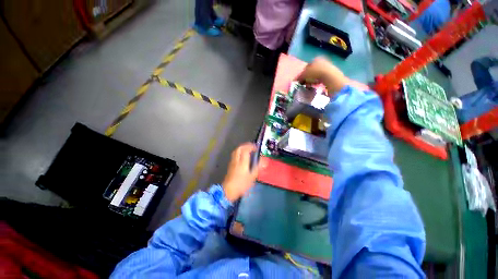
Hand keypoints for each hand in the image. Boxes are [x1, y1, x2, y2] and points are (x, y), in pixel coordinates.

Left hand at [222, 143, 259, 201]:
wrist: (228, 191)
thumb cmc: (241, 184)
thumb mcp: (252, 177)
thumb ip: (258, 167)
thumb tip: (265, 160)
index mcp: (242, 162)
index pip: (246, 150)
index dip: (251, 147)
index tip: (256, 147)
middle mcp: (236, 160)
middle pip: (239, 148)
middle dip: (246, 145)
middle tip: (252, 147)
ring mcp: (232, 162)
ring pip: (236, 151)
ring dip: (242, 148)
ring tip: (248, 150)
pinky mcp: (230, 166)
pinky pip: (234, 155)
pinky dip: (239, 153)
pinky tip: (242, 157)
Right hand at [296, 57, 347, 94]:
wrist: (329, 76)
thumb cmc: (315, 73)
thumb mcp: (304, 75)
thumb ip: (298, 77)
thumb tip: (294, 80)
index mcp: (315, 59)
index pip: (306, 67)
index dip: (302, 75)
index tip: (300, 81)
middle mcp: (322, 61)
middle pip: (312, 71)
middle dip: (308, 78)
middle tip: (305, 84)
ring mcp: (328, 67)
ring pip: (317, 75)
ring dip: (312, 81)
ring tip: (310, 87)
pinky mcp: (332, 74)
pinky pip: (322, 79)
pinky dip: (318, 82)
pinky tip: (316, 86)